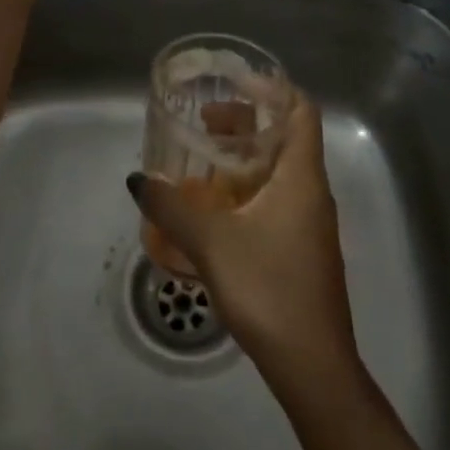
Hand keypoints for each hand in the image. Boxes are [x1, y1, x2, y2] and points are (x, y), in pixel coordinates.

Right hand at [127, 89, 359, 389]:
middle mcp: (312, 192)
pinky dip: (249, 189)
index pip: (301, 110)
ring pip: (280, 171)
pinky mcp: (302, 248)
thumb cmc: (268, 289)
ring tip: (203, 161)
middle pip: (287, 137)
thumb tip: (137, 179)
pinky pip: (277, 199)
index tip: (233, 83)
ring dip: (245, 158)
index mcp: (301, 177)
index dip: (273, 88)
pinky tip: (216, 209)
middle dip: (247, 122)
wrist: (312, 366)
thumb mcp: (211, 243)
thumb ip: (171, 206)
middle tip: (205, 123)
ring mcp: (310, 223)